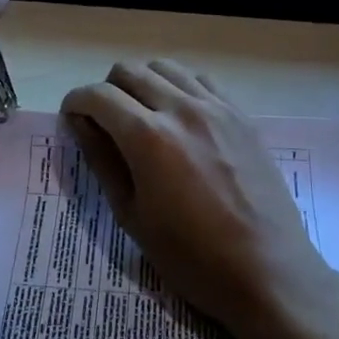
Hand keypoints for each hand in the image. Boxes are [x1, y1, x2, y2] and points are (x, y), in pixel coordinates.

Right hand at [62, 60, 330, 338]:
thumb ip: (102, 160)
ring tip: (141, 114)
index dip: (76, 102)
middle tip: (104, 120)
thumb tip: (80, 124)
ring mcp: (215, 106)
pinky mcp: (240, 114)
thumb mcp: (132, 215)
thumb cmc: (191, 257)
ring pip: (164, 67)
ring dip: (142, 82)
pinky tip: (178, 115)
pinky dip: (178, 86)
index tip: (71, 117)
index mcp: (148, 137)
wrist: (267, 271)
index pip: (98, 96)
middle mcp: (181, 108)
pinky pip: (199, 79)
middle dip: (106, 89)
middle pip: (129, 70)